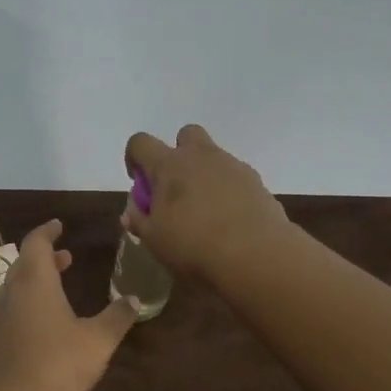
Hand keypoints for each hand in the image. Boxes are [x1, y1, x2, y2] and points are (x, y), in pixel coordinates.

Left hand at [0, 219, 138, 390]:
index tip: (59, 225)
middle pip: (25, 263)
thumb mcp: (98, 340)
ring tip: (57, 285)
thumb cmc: (57, 363)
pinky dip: (27, 300)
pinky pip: (11, 307)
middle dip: (45, 256)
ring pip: (16, 286)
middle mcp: (12, 291)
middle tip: (65, 257)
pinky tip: (43, 320)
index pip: (36, 243)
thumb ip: (117, 317)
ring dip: (35, 279)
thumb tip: (135, 298)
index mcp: (35, 281)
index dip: (48, 231)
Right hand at [123, 123, 288, 280]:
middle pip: (186, 135)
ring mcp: (234, 167)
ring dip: (205, 175)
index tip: (139, 183)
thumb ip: (139, 220)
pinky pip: (236, 178)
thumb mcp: (154, 239)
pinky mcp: (258, 183)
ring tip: (204, 212)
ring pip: (214, 157)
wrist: (257, 256)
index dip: (135, 158)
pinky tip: (229, 221)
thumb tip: (132, 212)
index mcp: (169, 165)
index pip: (141, 143)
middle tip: (176, 188)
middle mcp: (202, 156)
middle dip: (178, 154)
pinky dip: (228, 192)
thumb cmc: (193, 245)